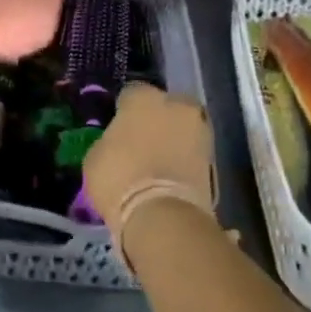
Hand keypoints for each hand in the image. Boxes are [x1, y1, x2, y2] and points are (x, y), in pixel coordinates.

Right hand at [82, 84, 216, 249]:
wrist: (164, 216)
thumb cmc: (119, 179)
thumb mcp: (95, 158)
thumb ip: (110, 141)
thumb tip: (117, 143)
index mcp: (143, 98)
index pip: (131, 94)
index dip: (124, 111)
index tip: (118, 128)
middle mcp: (177, 105)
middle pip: (165, 106)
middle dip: (156, 120)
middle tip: (142, 144)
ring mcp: (200, 130)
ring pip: (183, 128)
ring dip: (174, 140)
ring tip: (158, 164)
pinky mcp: (215, 159)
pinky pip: (192, 152)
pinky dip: (184, 160)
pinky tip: (171, 177)